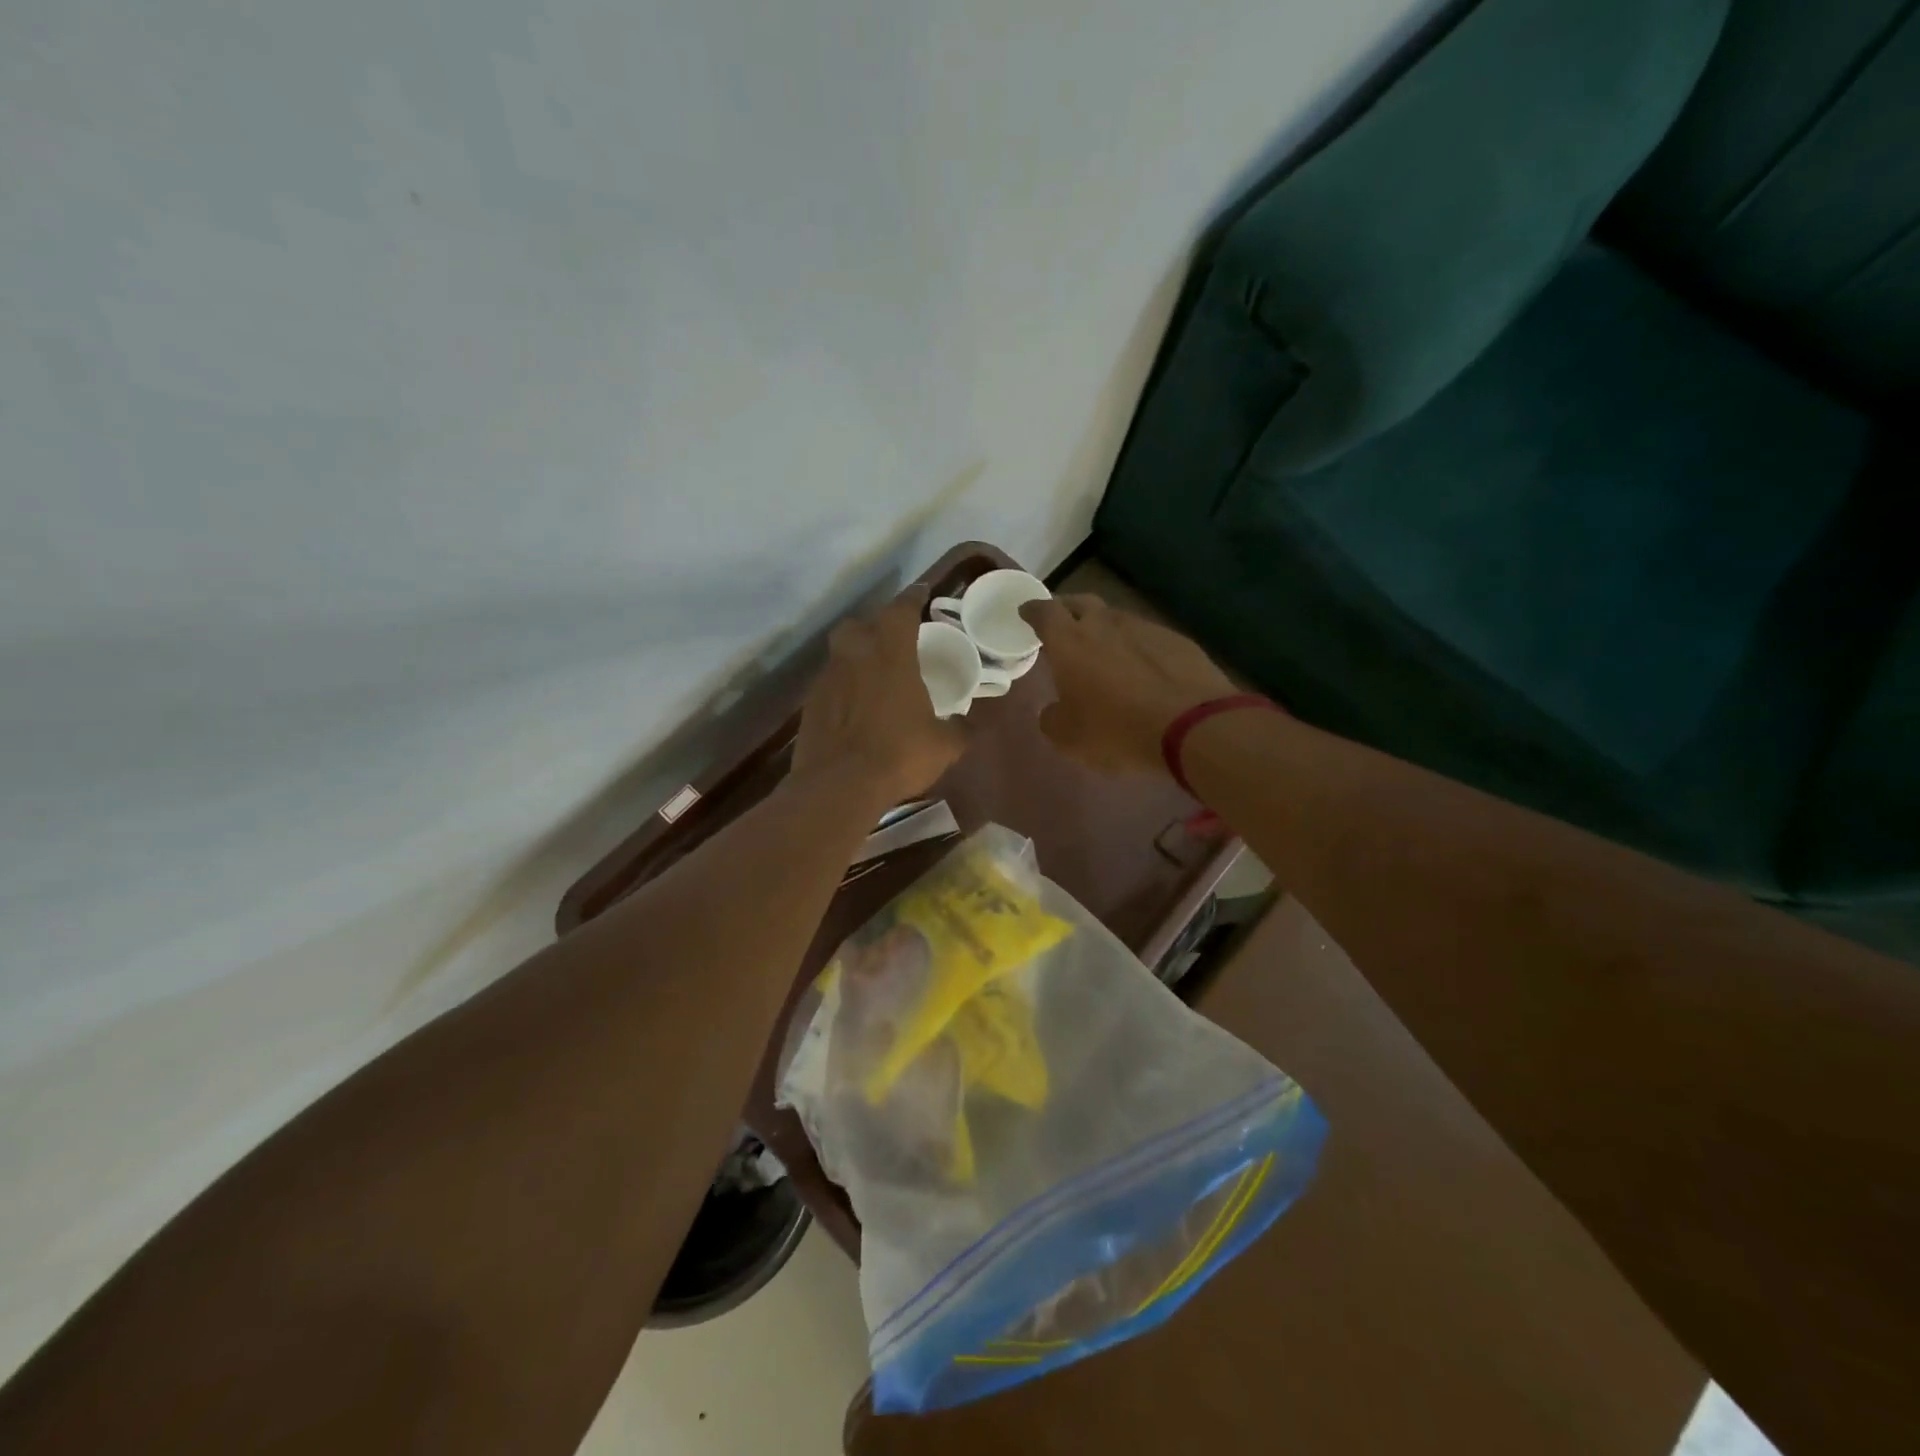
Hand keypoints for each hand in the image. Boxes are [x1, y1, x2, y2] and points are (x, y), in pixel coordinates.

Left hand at [794, 586, 966, 808]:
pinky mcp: (810, 704)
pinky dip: (843, 687)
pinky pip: (830, 683)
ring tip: (874, 678)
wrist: (838, 786)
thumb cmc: (898, 755)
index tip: (922, 593)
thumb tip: (970, 723)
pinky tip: (855, 708)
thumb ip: (960, 728)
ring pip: (841, 653)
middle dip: (875, 626)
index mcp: (891, 655)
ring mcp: (827, 679)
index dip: (913, 598)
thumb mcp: (944, 746)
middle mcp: (855, 656)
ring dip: (857, 658)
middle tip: (892, 642)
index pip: (901, 610)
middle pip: (859, 625)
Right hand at [1020, 595, 1240, 777]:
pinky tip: (1144, 669)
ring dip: (1106, 629)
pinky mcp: (1178, 641)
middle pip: (1081, 603)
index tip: (1026, 611)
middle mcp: (1105, 625)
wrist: (1191, 727)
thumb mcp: (1068, 738)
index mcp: (1070, 642)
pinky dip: (1138, 648)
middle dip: (1068, 609)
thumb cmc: (1115, 730)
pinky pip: (1148, 638)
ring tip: (1104, 650)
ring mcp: (1145, 629)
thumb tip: (1053, 710)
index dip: (1033, 610)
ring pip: (1117, 619)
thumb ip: (1052, 718)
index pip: (1044, 612)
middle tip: (1063, 624)